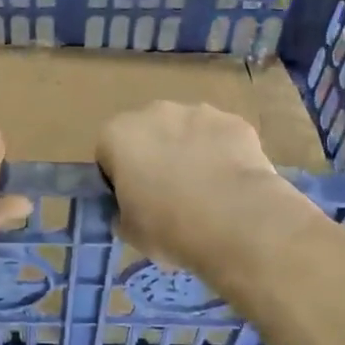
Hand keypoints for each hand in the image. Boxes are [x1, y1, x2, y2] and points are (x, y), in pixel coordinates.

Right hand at [97, 102, 299, 270]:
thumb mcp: (129, 231)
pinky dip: (224, 154)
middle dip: (155, 157)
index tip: (133, 202)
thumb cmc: (169, 228)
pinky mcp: (234, 121)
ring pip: (187, 132)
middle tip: (169, 196)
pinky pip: (221, 138)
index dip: (119, 178)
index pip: (108, 154)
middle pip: (148, 134)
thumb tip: (131, 210)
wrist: (236, 223)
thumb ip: (122, 212)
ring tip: (206, 192)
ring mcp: (198, 112)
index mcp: (118, 135)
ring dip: (190, 152)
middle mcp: (154, 112)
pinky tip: (233, 185)